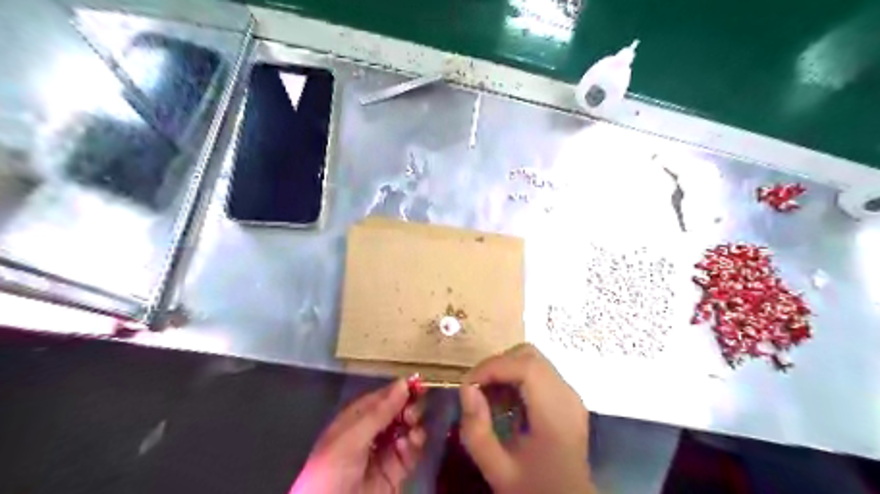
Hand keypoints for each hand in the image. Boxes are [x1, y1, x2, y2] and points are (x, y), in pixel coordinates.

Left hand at [290, 380, 424, 492]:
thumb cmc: (332, 470)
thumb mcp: (352, 437)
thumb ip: (380, 412)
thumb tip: (404, 383)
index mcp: (355, 420)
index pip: (381, 398)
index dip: (399, 389)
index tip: (419, 382)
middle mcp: (371, 433)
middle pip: (397, 412)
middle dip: (409, 407)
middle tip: (412, 413)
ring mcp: (384, 452)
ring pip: (407, 429)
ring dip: (414, 425)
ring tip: (412, 427)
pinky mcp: (396, 472)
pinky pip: (411, 452)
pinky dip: (415, 445)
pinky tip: (411, 444)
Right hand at [456, 343, 593, 493]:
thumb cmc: (533, 489)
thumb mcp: (497, 468)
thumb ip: (477, 430)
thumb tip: (467, 388)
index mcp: (556, 414)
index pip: (527, 366)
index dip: (494, 366)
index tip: (469, 384)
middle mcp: (568, 396)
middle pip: (530, 356)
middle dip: (498, 366)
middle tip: (477, 390)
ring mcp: (570, 395)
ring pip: (533, 360)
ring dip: (506, 370)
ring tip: (489, 398)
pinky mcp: (567, 398)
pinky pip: (539, 372)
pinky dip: (516, 378)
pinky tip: (506, 404)